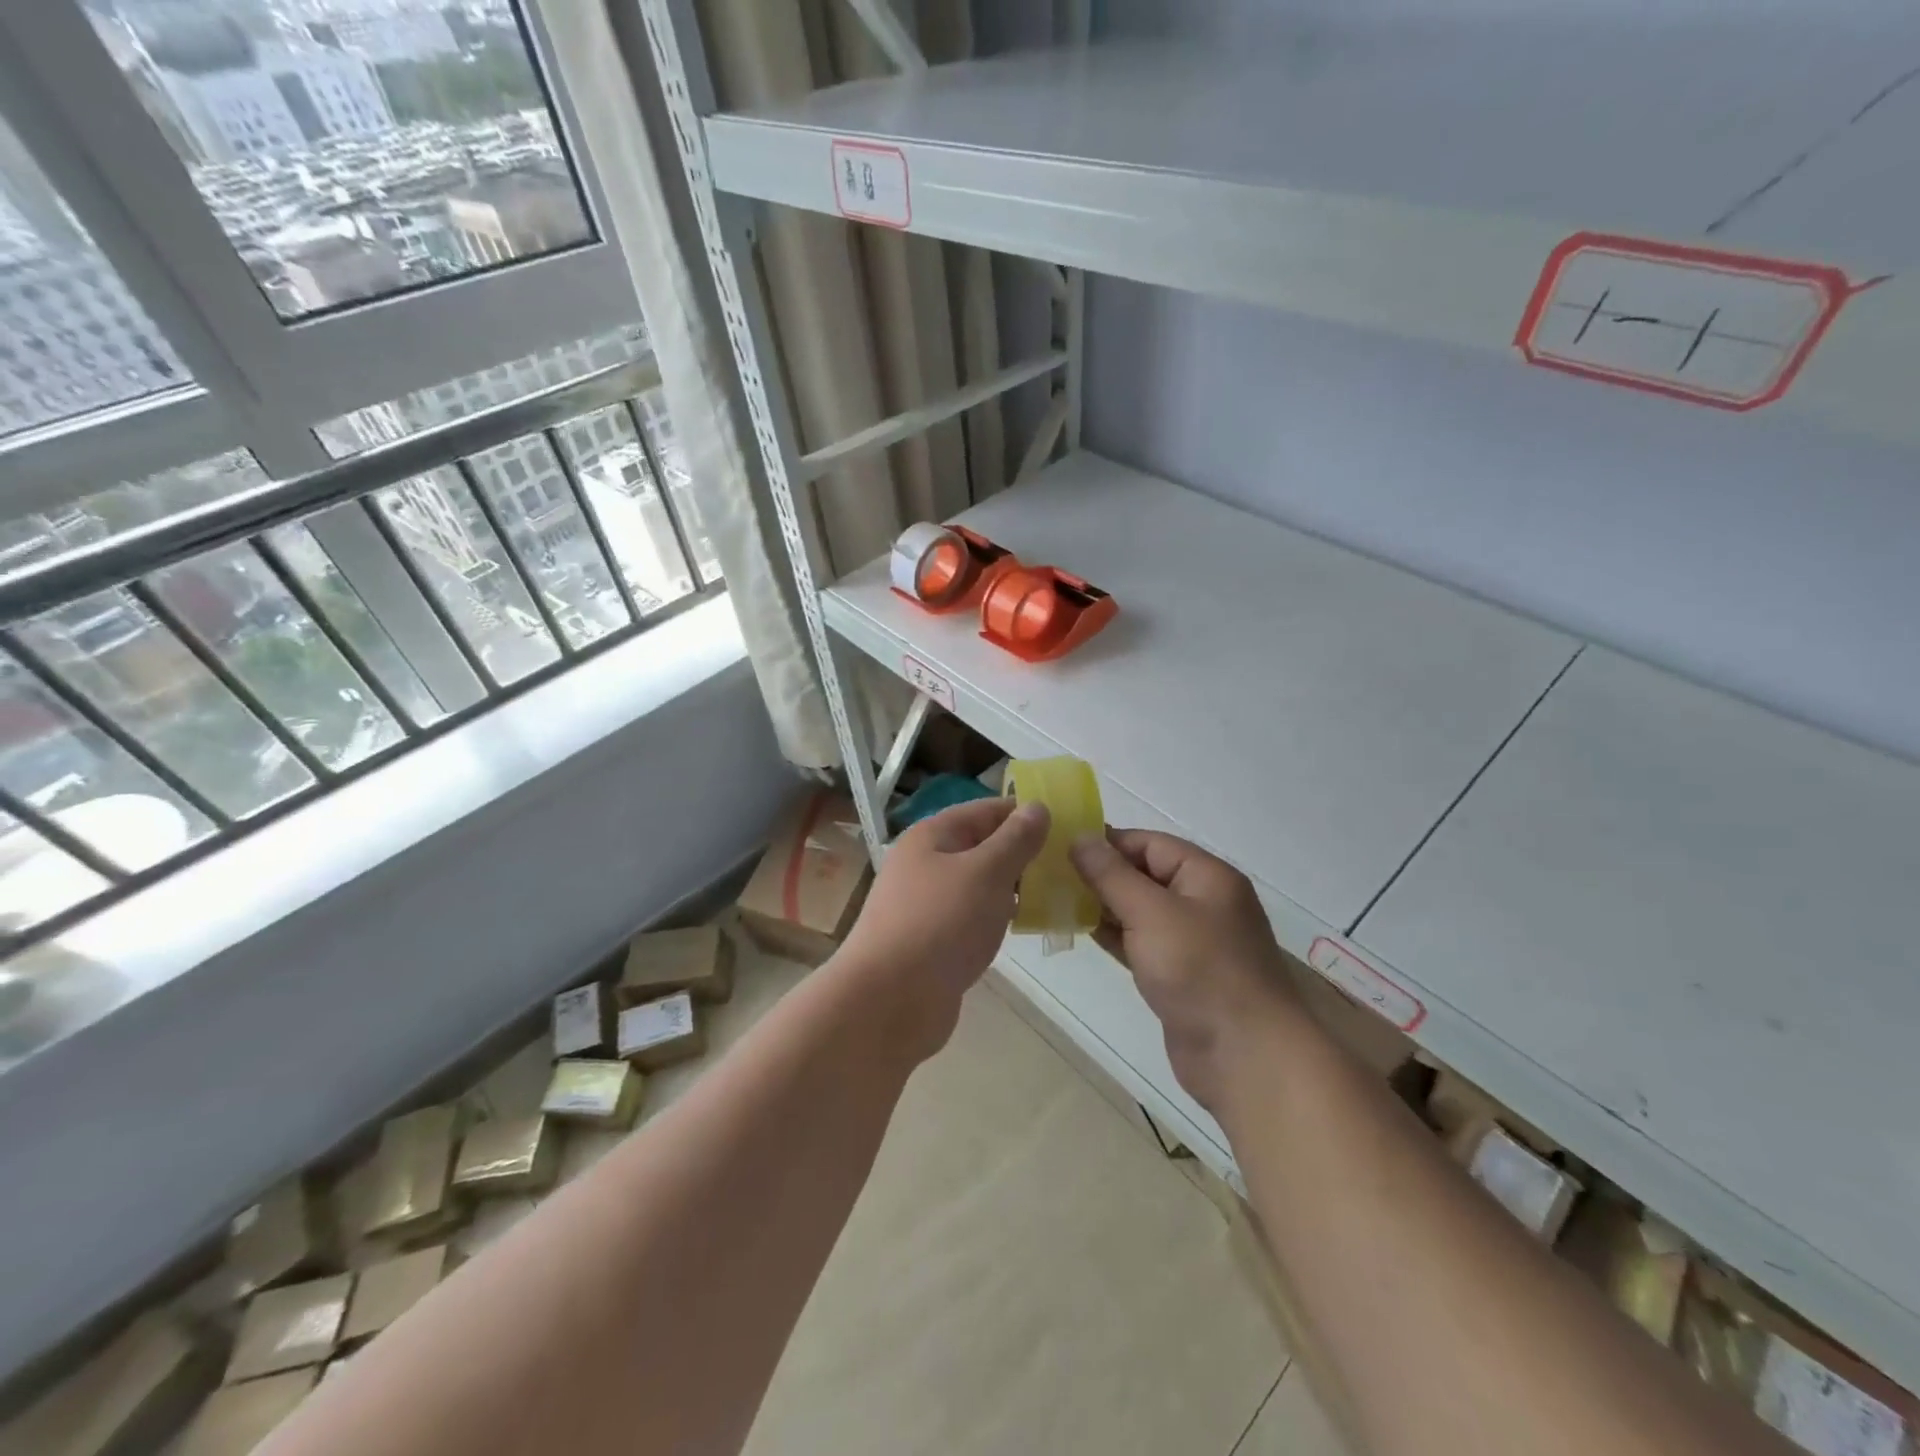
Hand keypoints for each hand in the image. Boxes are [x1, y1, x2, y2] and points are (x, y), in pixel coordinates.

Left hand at [838, 797, 1049, 1056]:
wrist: (889, 1001)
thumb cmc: (940, 924)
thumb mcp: (986, 873)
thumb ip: (1015, 840)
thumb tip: (1037, 807)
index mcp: (931, 836)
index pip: (984, 810)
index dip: (1023, 813)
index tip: (1066, 824)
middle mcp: (924, 864)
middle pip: (980, 846)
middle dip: (1021, 852)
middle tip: (1068, 862)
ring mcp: (926, 904)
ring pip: (977, 884)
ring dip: (1011, 887)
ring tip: (1056, 892)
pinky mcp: (932, 941)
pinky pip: (971, 917)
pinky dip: (996, 917)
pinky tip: (1024, 926)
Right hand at [1069, 829, 1297, 1113]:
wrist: (1246, 1057)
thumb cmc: (1200, 970)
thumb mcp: (1151, 913)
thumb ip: (1112, 875)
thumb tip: (1080, 838)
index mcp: (1207, 876)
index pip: (1149, 843)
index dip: (1106, 842)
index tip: (1060, 847)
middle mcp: (1202, 902)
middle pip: (1144, 874)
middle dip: (1100, 874)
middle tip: (1049, 875)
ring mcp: (1192, 941)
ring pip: (1139, 910)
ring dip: (1102, 905)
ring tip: (1055, 900)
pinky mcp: (1179, 974)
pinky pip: (1140, 942)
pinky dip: (1113, 935)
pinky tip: (1080, 931)